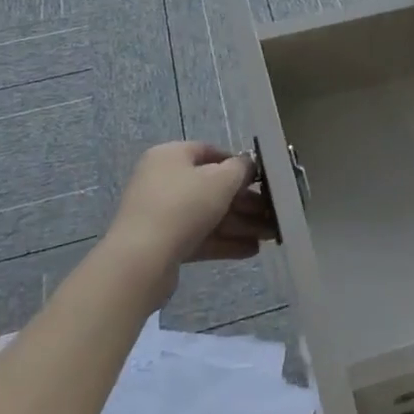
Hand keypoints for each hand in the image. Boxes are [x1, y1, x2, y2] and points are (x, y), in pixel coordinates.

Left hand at [102, 142, 275, 298]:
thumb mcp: (220, 180)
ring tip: (270, 236)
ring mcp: (161, 213)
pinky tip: (251, 250)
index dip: (238, 163)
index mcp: (171, 156)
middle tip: (273, 213)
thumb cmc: (183, 207)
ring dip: (240, 224)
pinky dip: (224, 242)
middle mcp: (163, 180)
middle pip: (212, 187)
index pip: (209, 152)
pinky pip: (199, 236)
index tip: (261, 178)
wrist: (141, 261)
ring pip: (208, 214)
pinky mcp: (163, 243)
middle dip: (245, 201)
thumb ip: (240, 169)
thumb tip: (247, 165)